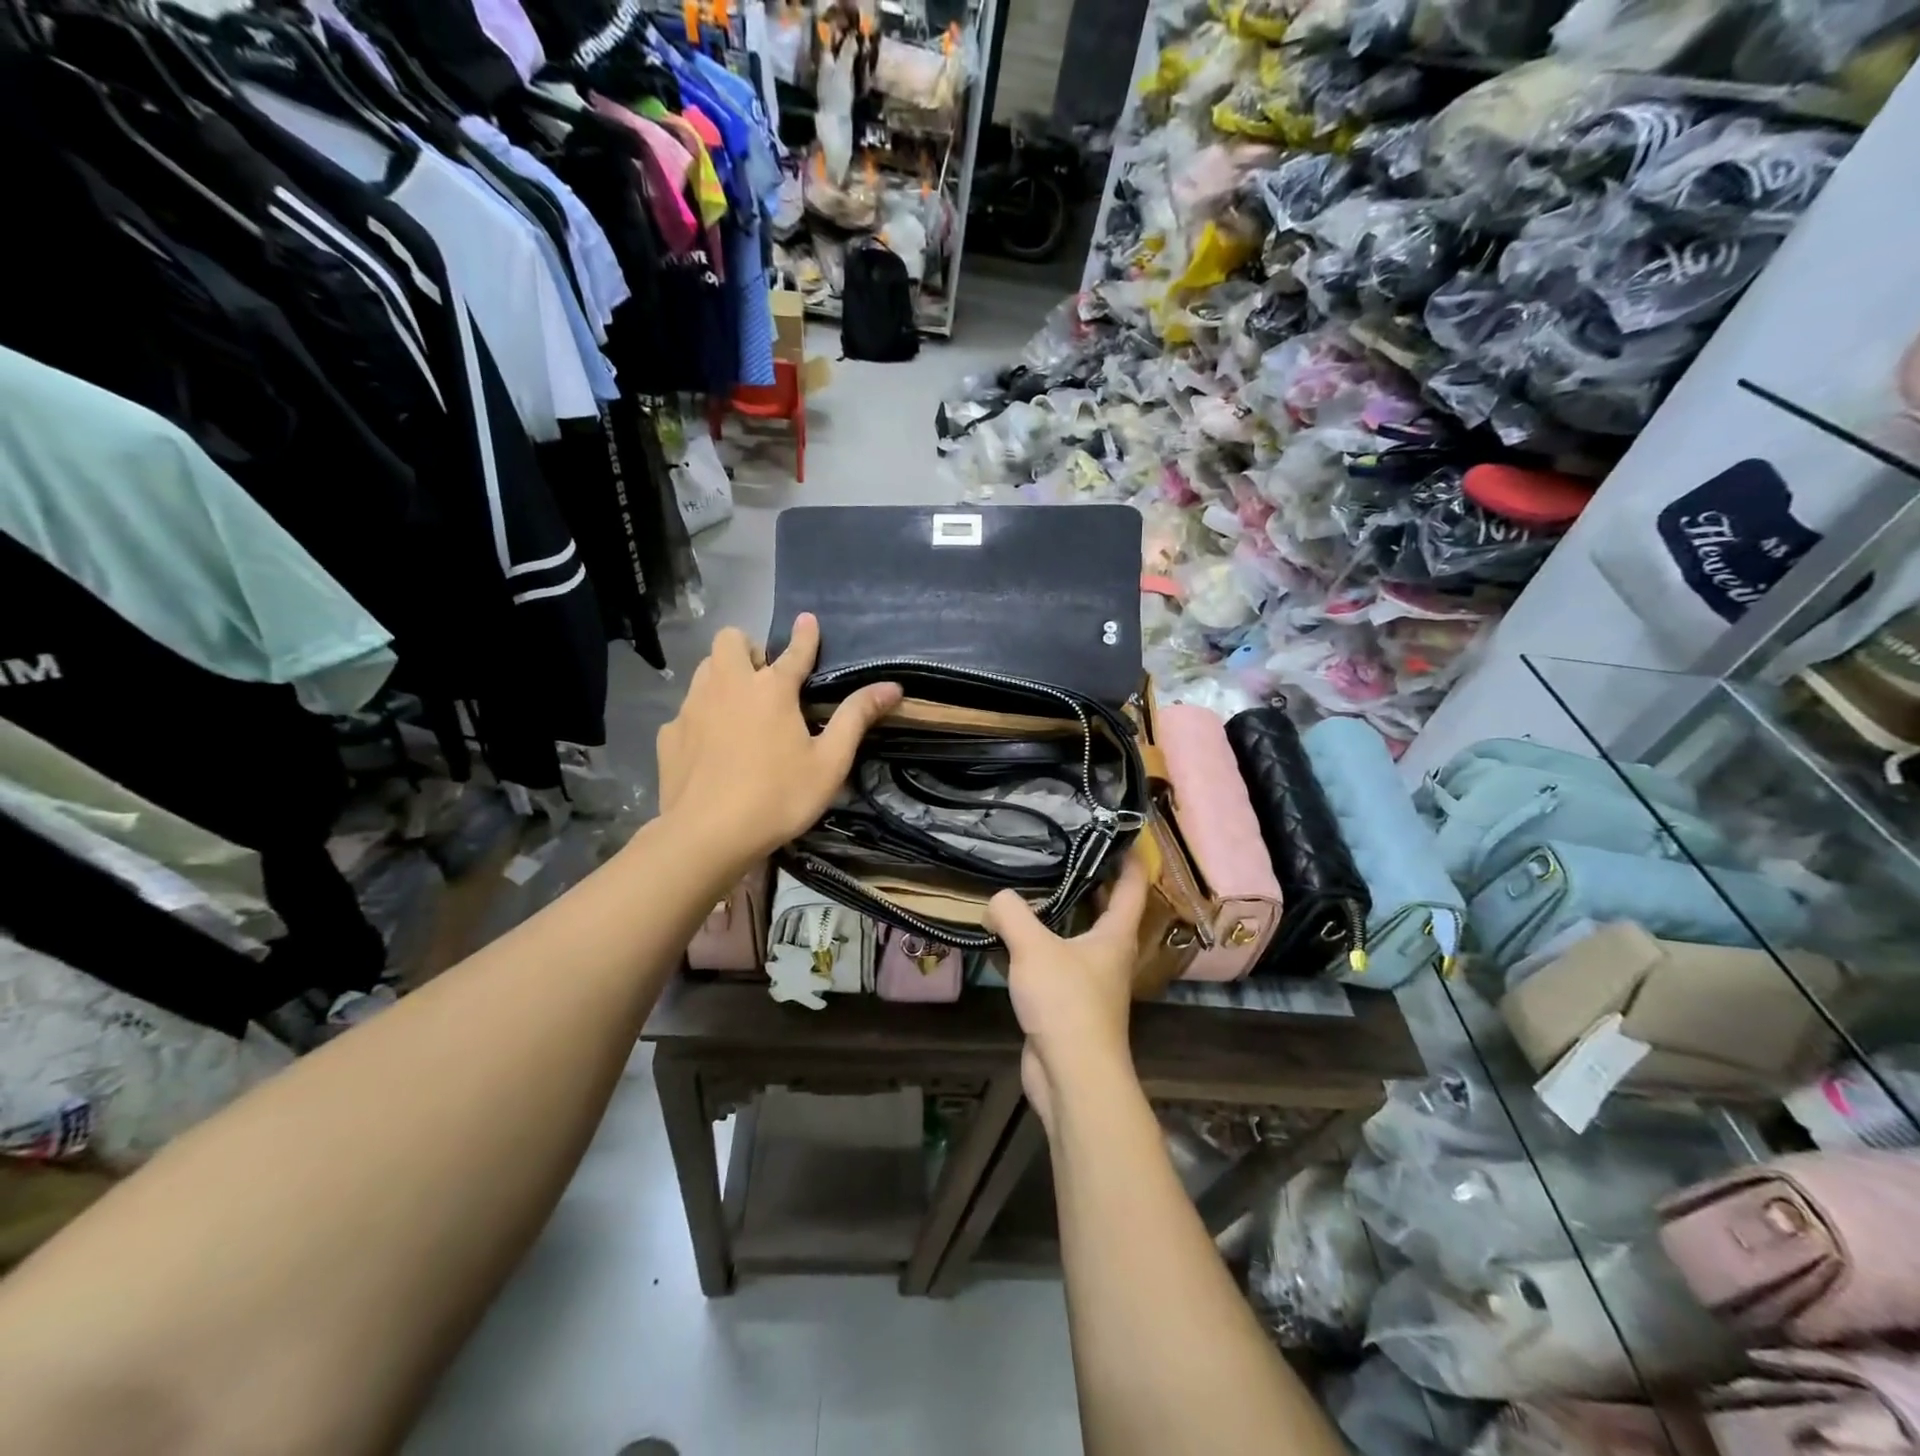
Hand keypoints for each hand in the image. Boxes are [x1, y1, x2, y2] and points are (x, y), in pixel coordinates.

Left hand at [654, 614, 900, 872]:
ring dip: (723, 676)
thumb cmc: (778, 797)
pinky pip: (686, 711)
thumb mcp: (829, 762)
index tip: (807, 620)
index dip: (805, 635)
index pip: (794, 651)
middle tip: (764, 680)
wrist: (706, 836)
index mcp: (771, 689)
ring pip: (704, 670)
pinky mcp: (669, 735)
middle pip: (729, 640)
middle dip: (748, 649)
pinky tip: (712, 748)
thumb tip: (892, 686)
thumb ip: (856, 718)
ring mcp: (692, 708)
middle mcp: (728, 686)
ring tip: (739, 709)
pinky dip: (702, 718)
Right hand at [987, 853, 1148, 1128]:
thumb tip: (995, 901)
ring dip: (1060, 915)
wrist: (1073, 1077)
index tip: (1120, 833)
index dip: (1131, 858)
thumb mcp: (1034, 948)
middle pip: (1106, 910)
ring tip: (1030, 888)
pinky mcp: (1068, 1004)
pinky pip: (1053, 963)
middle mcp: (1108, 955)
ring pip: (1077, 937)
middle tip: (1064, 852)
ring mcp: (1090, 982)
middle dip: (1091, 881)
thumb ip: (1011, 914)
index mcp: (1115, 935)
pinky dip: (1037, 947)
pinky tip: (1010, 940)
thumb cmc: (1066, 1003)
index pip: (1132, 886)